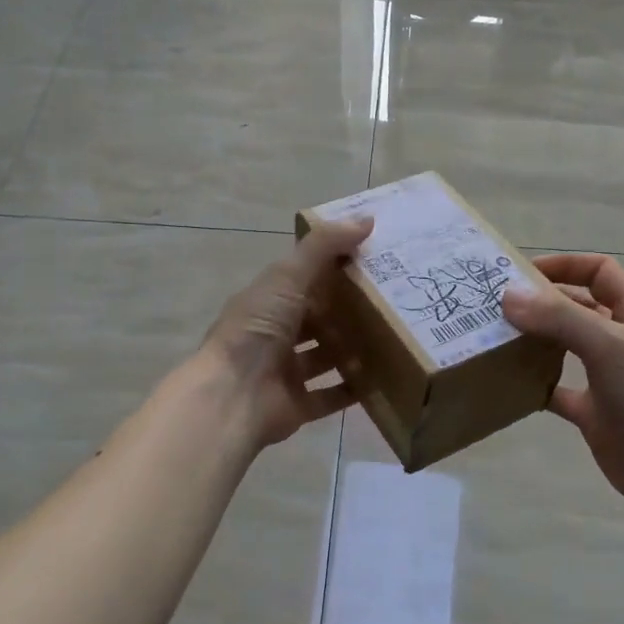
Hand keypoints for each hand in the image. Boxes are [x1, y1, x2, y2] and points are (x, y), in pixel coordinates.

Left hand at [197, 217, 372, 448]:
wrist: (232, 396)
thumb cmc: (257, 329)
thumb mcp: (288, 277)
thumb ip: (324, 247)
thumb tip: (366, 219)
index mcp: (267, 301)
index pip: (304, 279)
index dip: (334, 269)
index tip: (373, 260)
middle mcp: (274, 334)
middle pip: (316, 318)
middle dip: (347, 311)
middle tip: (392, 300)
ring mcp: (284, 371)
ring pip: (324, 356)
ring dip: (352, 350)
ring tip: (391, 338)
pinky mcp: (296, 405)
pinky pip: (329, 396)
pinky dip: (352, 389)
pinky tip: (381, 380)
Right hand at [503, 254, 623, 520]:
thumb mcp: (611, 346)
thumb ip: (560, 318)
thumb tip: (508, 295)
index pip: (599, 272)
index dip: (564, 265)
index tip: (520, 271)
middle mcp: (620, 340)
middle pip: (575, 307)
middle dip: (540, 302)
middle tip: (495, 304)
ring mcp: (606, 377)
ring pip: (562, 347)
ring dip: (533, 340)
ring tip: (493, 336)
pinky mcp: (592, 412)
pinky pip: (555, 390)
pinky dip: (534, 384)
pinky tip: (507, 381)